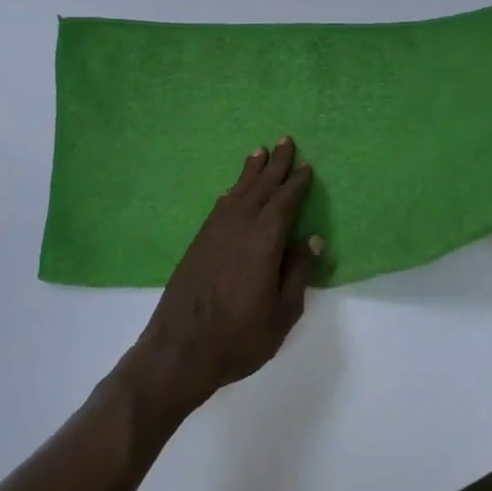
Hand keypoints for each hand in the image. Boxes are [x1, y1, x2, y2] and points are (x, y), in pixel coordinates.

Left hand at [124, 138, 322, 424]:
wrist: (180, 349)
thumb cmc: (239, 337)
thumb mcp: (281, 313)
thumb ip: (297, 273)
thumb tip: (311, 240)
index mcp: (263, 241)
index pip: (284, 203)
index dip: (296, 183)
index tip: (306, 166)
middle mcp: (238, 227)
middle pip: (260, 188)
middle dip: (275, 165)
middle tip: (285, 140)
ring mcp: (214, 233)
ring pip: (237, 193)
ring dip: (250, 172)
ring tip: (259, 153)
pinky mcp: (198, 243)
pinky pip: (220, 207)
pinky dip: (230, 194)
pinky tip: (231, 192)